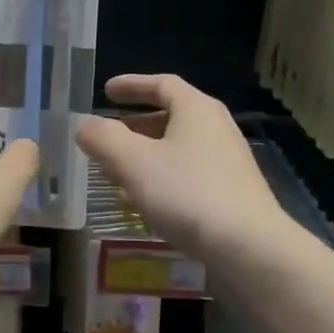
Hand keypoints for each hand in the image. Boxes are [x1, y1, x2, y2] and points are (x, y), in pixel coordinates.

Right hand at [76, 74, 296, 270]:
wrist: (249, 248)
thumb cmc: (188, 193)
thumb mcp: (133, 162)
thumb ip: (103, 139)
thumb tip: (84, 126)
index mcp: (196, 109)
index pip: (161, 84)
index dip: (131, 85)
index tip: (106, 91)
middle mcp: (216, 129)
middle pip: (170, 117)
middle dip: (134, 127)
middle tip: (107, 138)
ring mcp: (227, 163)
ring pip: (176, 150)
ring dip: (144, 157)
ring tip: (115, 174)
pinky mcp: (230, 194)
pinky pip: (187, 175)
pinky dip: (161, 179)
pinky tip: (143, 203)